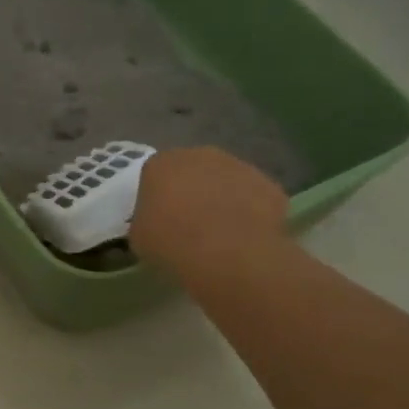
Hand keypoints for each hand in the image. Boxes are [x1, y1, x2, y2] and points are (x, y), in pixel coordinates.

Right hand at [129, 147, 289, 280]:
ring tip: (220, 232)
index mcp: (161, 163)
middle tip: (189, 223)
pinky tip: (244, 237)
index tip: (159, 218)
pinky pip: (254, 198)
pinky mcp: (269, 185)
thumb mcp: (139, 236)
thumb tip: (155, 222)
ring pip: (226, 180)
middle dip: (192, 190)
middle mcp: (200, 155)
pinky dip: (250, 212)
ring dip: (222, 198)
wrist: (227, 253)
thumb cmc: (171, 242)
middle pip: (193, 170)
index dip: (158, 196)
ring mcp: (239, 166)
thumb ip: (146, 220)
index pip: (155, 174)